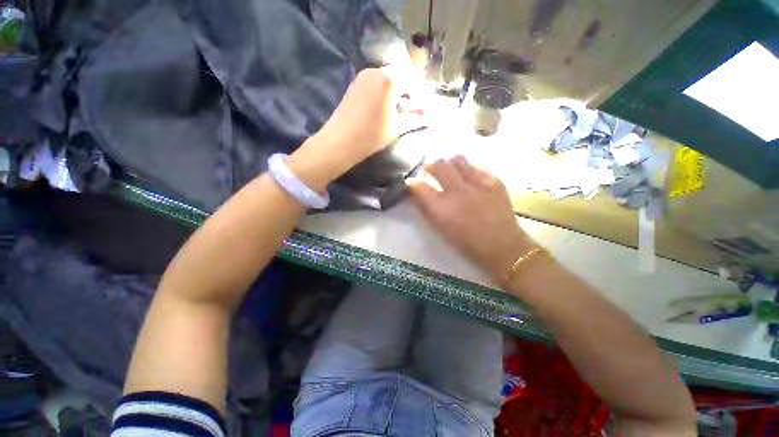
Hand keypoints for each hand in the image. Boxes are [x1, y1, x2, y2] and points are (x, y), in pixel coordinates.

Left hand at [315, 67, 425, 167]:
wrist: (339, 141)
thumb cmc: (371, 135)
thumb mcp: (397, 128)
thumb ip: (415, 119)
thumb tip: (431, 117)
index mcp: (389, 79)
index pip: (412, 79)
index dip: (420, 93)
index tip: (423, 107)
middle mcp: (376, 71)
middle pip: (399, 76)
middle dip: (408, 91)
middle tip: (411, 109)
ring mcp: (363, 76)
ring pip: (387, 79)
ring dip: (396, 91)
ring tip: (397, 111)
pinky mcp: (355, 84)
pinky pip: (375, 83)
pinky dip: (383, 92)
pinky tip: (383, 108)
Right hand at [408, 156, 535, 281]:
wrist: (502, 246)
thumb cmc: (466, 242)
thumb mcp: (440, 228)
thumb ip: (426, 209)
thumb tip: (417, 192)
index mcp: (441, 208)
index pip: (419, 186)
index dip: (412, 182)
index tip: (412, 182)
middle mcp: (457, 192)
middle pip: (438, 166)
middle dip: (430, 166)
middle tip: (429, 170)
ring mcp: (478, 184)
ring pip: (458, 160)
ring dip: (449, 164)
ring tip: (449, 170)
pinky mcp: (495, 181)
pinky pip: (476, 166)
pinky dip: (468, 169)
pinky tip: (469, 177)